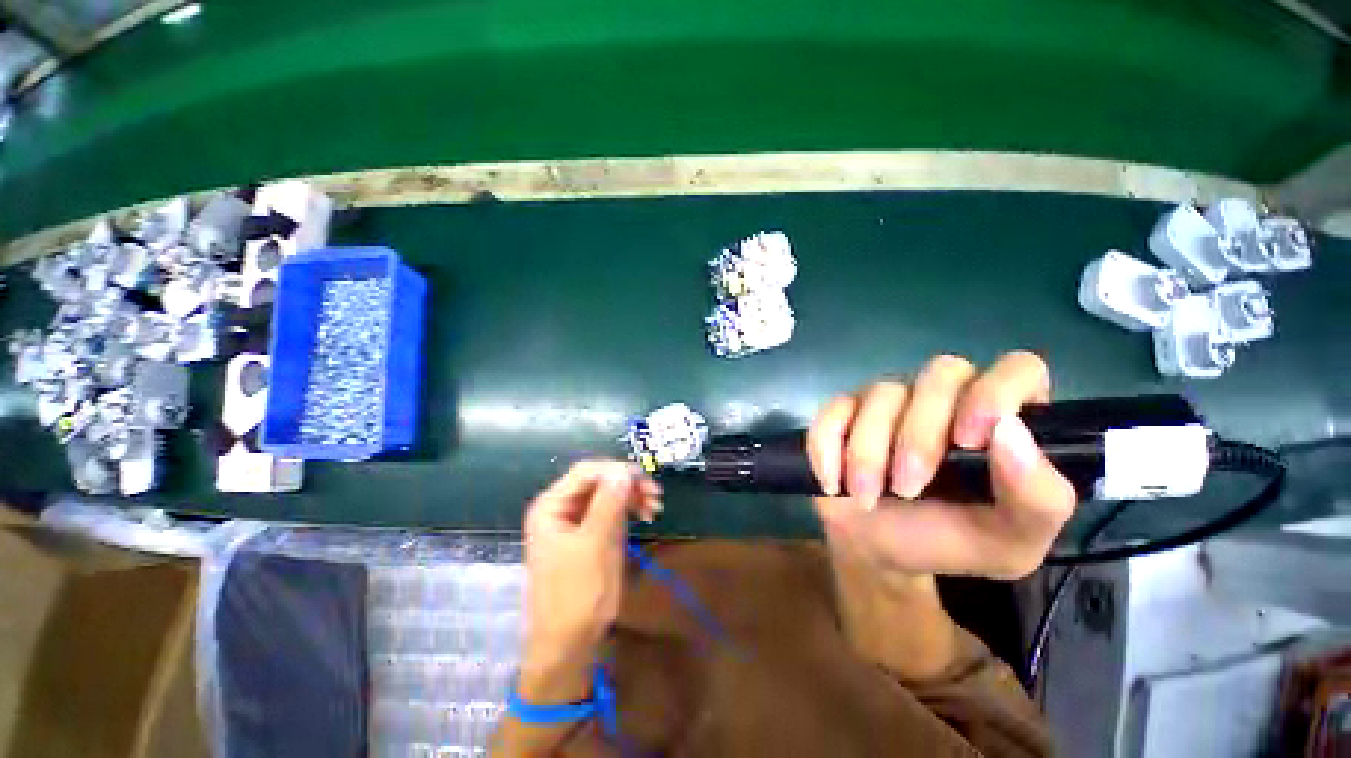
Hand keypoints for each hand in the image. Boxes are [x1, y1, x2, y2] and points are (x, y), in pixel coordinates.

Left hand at [522, 461, 659, 681]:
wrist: (568, 644)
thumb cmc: (576, 595)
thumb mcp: (594, 546)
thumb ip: (608, 504)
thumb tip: (624, 470)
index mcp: (551, 506)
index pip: (586, 471)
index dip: (616, 470)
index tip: (644, 480)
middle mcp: (561, 507)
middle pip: (598, 480)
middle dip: (627, 483)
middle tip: (655, 494)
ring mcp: (575, 520)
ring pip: (607, 493)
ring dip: (631, 495)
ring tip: (655, 506)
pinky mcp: (588, 533)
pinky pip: (610, 510)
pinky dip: (629, 509)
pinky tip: (646, 514)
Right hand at [807, 352, 1076, 580]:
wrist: (877, 549)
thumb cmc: (948, 541)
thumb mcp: (1010, 541)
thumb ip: (1037, 498)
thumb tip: (1008, 432)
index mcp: (1000, 420)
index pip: (1017, 369)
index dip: (995, 393)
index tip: (970, 442)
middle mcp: (946, 397)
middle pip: (940, 374)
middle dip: (919, 436)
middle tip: (906, 488)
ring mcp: (889, 400)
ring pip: (882, 393)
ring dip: (868, 452)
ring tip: (867, 497)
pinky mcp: (843, 410)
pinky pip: (833, 411)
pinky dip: (828, 448)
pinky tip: (834, 482)